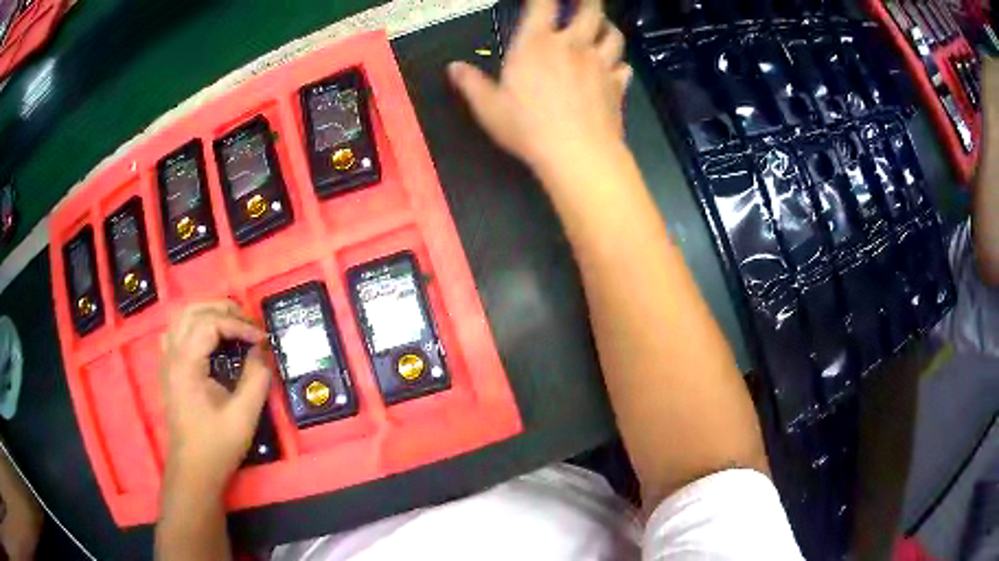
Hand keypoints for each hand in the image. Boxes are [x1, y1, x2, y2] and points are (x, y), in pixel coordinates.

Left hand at [159, 300, 270, 493]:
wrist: (194, 470)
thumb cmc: (217, 445)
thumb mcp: (243, 415)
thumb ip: (256, 378)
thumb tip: (262, 350)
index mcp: (185, 364)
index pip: (210, 324)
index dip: (238, 325)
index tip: (262, 339)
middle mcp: (171, 355)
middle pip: (192, 311)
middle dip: (222, 309)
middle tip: (248, 322)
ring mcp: (166, 361)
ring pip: (181, 317)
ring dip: (207, 313)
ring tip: (232, 322)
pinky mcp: (169, 369)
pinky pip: (176, 331)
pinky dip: (194, 324)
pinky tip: (208, 337)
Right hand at [447, 0, 629, 179]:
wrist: (578, 153)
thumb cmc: (529, 128)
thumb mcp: (489, 108)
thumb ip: (471, 84)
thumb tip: (453, 67)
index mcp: (536, 44)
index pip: (543, 4)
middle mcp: (572, 46)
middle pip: (589, 10)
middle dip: (588, 0)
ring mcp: (600, 64)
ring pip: (613, 34)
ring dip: (607, 26)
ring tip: (602, 25)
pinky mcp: (617, 86)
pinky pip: (624, 67)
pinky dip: (620, 64)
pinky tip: (615, 68)